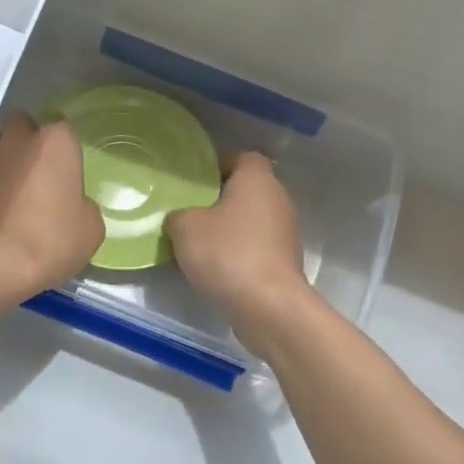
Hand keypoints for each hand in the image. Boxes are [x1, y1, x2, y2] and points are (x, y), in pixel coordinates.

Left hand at [0, 113, 104, 296]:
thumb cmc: (51, 240)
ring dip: (5, 158)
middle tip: (40, 173)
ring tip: (15, 189)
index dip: (65, 148)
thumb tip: (73, 205)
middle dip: (30, 141)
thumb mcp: (91, 228)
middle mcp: (17, 139)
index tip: (67, 170)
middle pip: (23, 125)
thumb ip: (83, 205)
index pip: (63, 127)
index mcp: (55, 142)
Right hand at [166, 151, 315, 349]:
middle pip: (246, 189)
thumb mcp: (184, 227)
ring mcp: (285, 231)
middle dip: (219, 199)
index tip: (194, 181)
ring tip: (197, 242)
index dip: (217, 165)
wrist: (268, 306)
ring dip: (228, 228)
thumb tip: (182, 218)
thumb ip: (178, 215)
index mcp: (257, 179)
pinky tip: (215, 267)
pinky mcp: (284, 260)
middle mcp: (277, 198)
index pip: (241, 157)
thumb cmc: (227, 253)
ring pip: (251, 219)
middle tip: (189, 211)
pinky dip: (238, 251)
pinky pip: (255, 245)